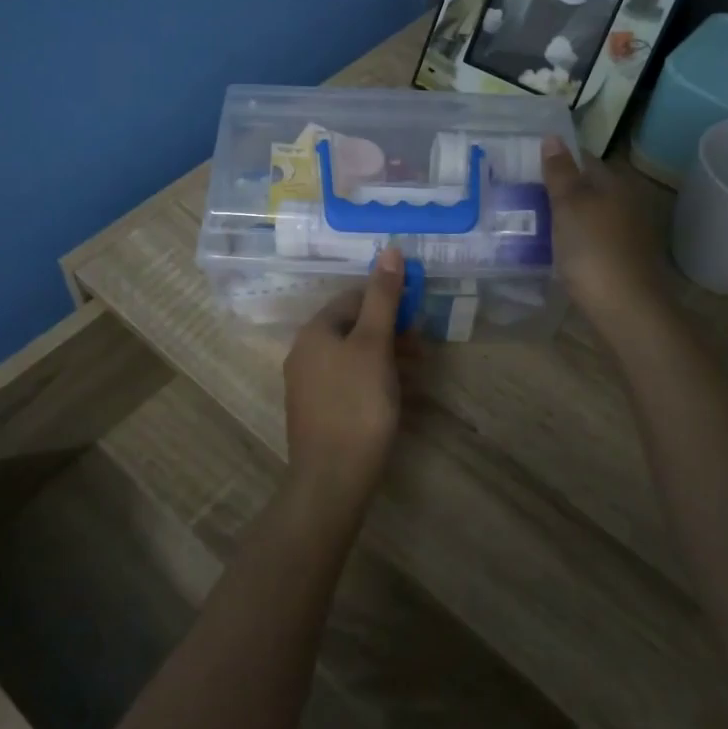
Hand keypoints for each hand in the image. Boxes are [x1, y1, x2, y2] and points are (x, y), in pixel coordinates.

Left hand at [282, 248, 407, 517]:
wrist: (332, 479)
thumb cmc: (357, 404)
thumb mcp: (375, 345)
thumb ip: (383, 298)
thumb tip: (389, 249)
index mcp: (314, 331)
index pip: (353, 298)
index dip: (387, 301)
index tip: (417, 316)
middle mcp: (305, 353)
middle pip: (354, 328)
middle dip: (390, 332)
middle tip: (422, 347)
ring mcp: (309, 386)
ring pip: (354, 358)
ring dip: (387, 358)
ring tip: (418, 372)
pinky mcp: (318, 413)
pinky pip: (349, 384)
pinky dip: (375, 382)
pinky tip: (399, 397)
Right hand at [541, 138, 669, 328]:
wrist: (626, 309)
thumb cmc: (593, 250)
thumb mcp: (569, 206)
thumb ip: (560, 173)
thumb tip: (553, 137)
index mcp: (615, 183)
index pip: (584, 159)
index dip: (557, 160)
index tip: (526, 168)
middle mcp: (626, 202)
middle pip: (588, 188)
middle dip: (559, 190)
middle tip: (521, 195)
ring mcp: (627, 233)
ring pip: (590, 214)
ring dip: (566, 216)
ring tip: (531, 221)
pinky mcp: (623, 260)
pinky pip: (592, 239)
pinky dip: (574, 239)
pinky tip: (555, 249)